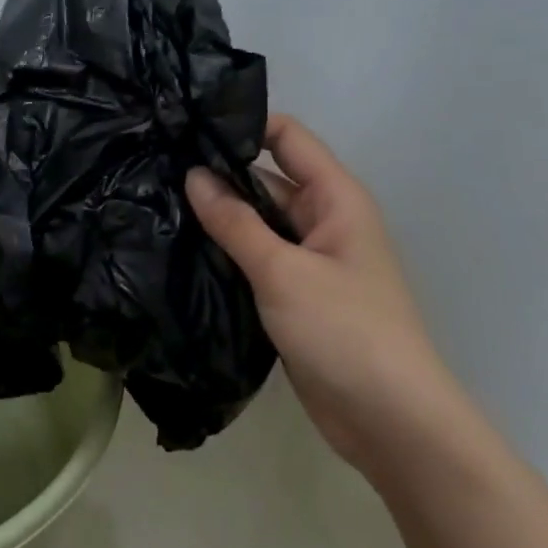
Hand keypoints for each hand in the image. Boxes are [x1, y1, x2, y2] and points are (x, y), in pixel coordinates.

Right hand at [186, 114, 465, 480]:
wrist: (391, 423)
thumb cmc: (346, 332)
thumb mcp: (283, 270)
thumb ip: (234, 221)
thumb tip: (192, 174)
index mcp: (335, 198)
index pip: (287, 137)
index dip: (242, 124)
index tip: (188, 126)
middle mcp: (323, 220)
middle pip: (265, 178)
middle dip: (217, 172)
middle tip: (156, 166)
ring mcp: (308, 259)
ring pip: (255, 221)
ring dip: (216, 215)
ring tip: (155, 199)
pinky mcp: (293, 293)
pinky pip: (254, 257)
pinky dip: (224, 251)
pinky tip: (179, 246)